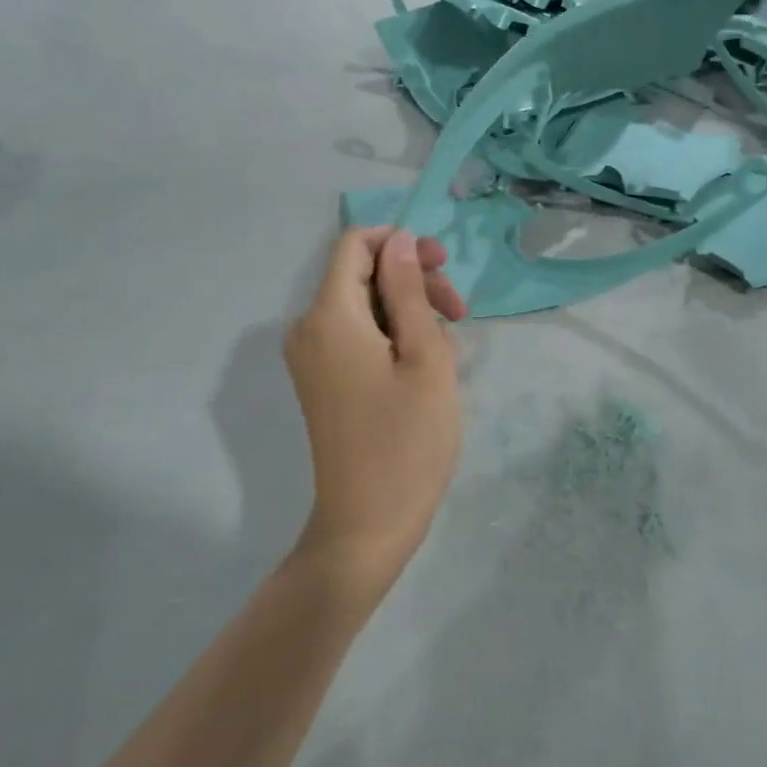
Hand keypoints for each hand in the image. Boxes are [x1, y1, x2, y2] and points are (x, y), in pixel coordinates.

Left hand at [284, 228, 465, 597]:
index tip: (443, 267)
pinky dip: (390, 337)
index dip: (400, 244)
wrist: (366, 525)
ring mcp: (310, 358)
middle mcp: (307, 328)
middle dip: (411, 280)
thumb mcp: (425, 358)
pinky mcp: (320, 381)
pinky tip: (423, 367)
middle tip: (459, 313)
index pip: (355, 244)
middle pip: (360, 275)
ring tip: (448, 348)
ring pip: (362, 306)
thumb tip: (399, 241)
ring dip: (407, 312)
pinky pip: (355, 336)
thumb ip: (409, 291)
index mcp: (328, 315)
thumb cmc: (406, 441)